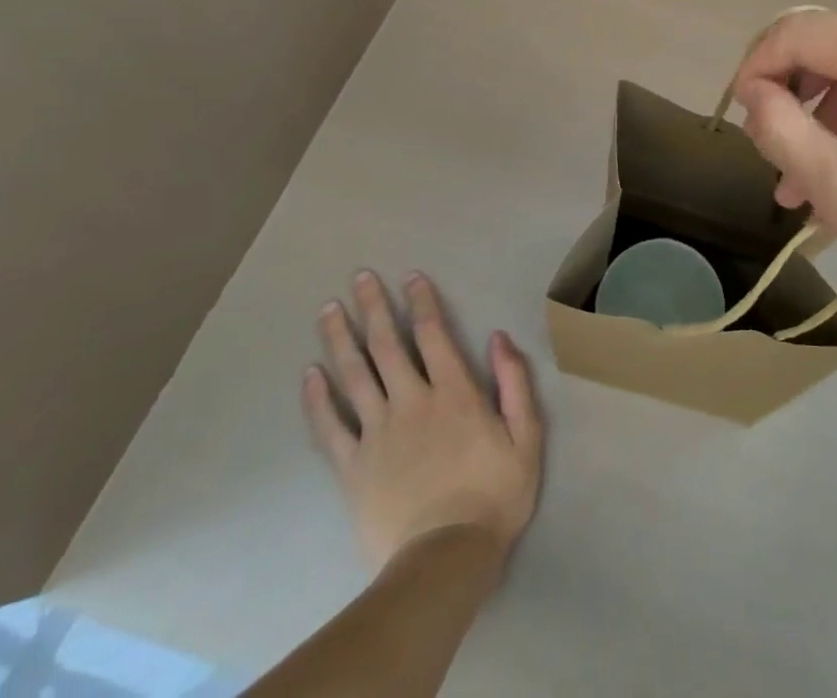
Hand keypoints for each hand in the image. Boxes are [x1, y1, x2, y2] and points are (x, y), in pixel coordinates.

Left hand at [303, 271, 542, 572]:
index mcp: (454, 392)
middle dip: (373, 307)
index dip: (421, 302)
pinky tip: (309, 375)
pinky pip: (330, 427)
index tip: (410, 276)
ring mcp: (377, 433)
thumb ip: (514, 383)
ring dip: (340, 339)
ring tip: (328, 310)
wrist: (444, 561)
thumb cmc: (493, 495)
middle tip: (359, 277)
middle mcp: (411, 402)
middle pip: (387, 346)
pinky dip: (317, 399)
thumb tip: (498, 337)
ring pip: (354, 376)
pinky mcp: (352, 467)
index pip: (433, 334)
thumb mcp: (527, 436)